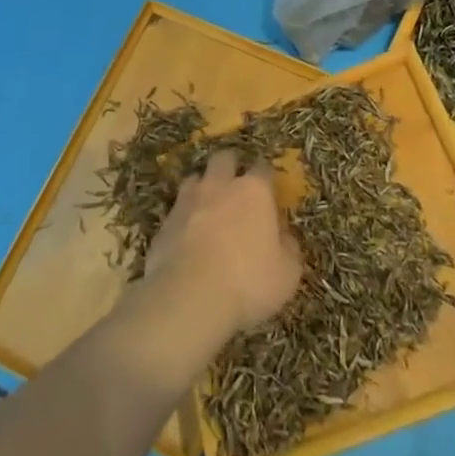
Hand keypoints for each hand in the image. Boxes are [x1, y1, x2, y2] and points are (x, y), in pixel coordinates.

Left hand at [143, 151, 302, 347]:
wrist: (189, 296)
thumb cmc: (248, 281)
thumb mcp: (287, 274)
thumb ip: (289, 249)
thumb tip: (285, 238)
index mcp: (254, 191)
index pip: (263, 168)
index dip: (267, 178)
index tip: (270, 191)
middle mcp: (220, 186)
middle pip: (224, 159)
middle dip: (230, 167)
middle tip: (236, 187)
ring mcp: (188, 201)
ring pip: (195, 179)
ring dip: (203, 188)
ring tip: (208, 208)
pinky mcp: (165, 222)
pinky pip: (176, 211)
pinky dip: (183, 219)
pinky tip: (188, 238)